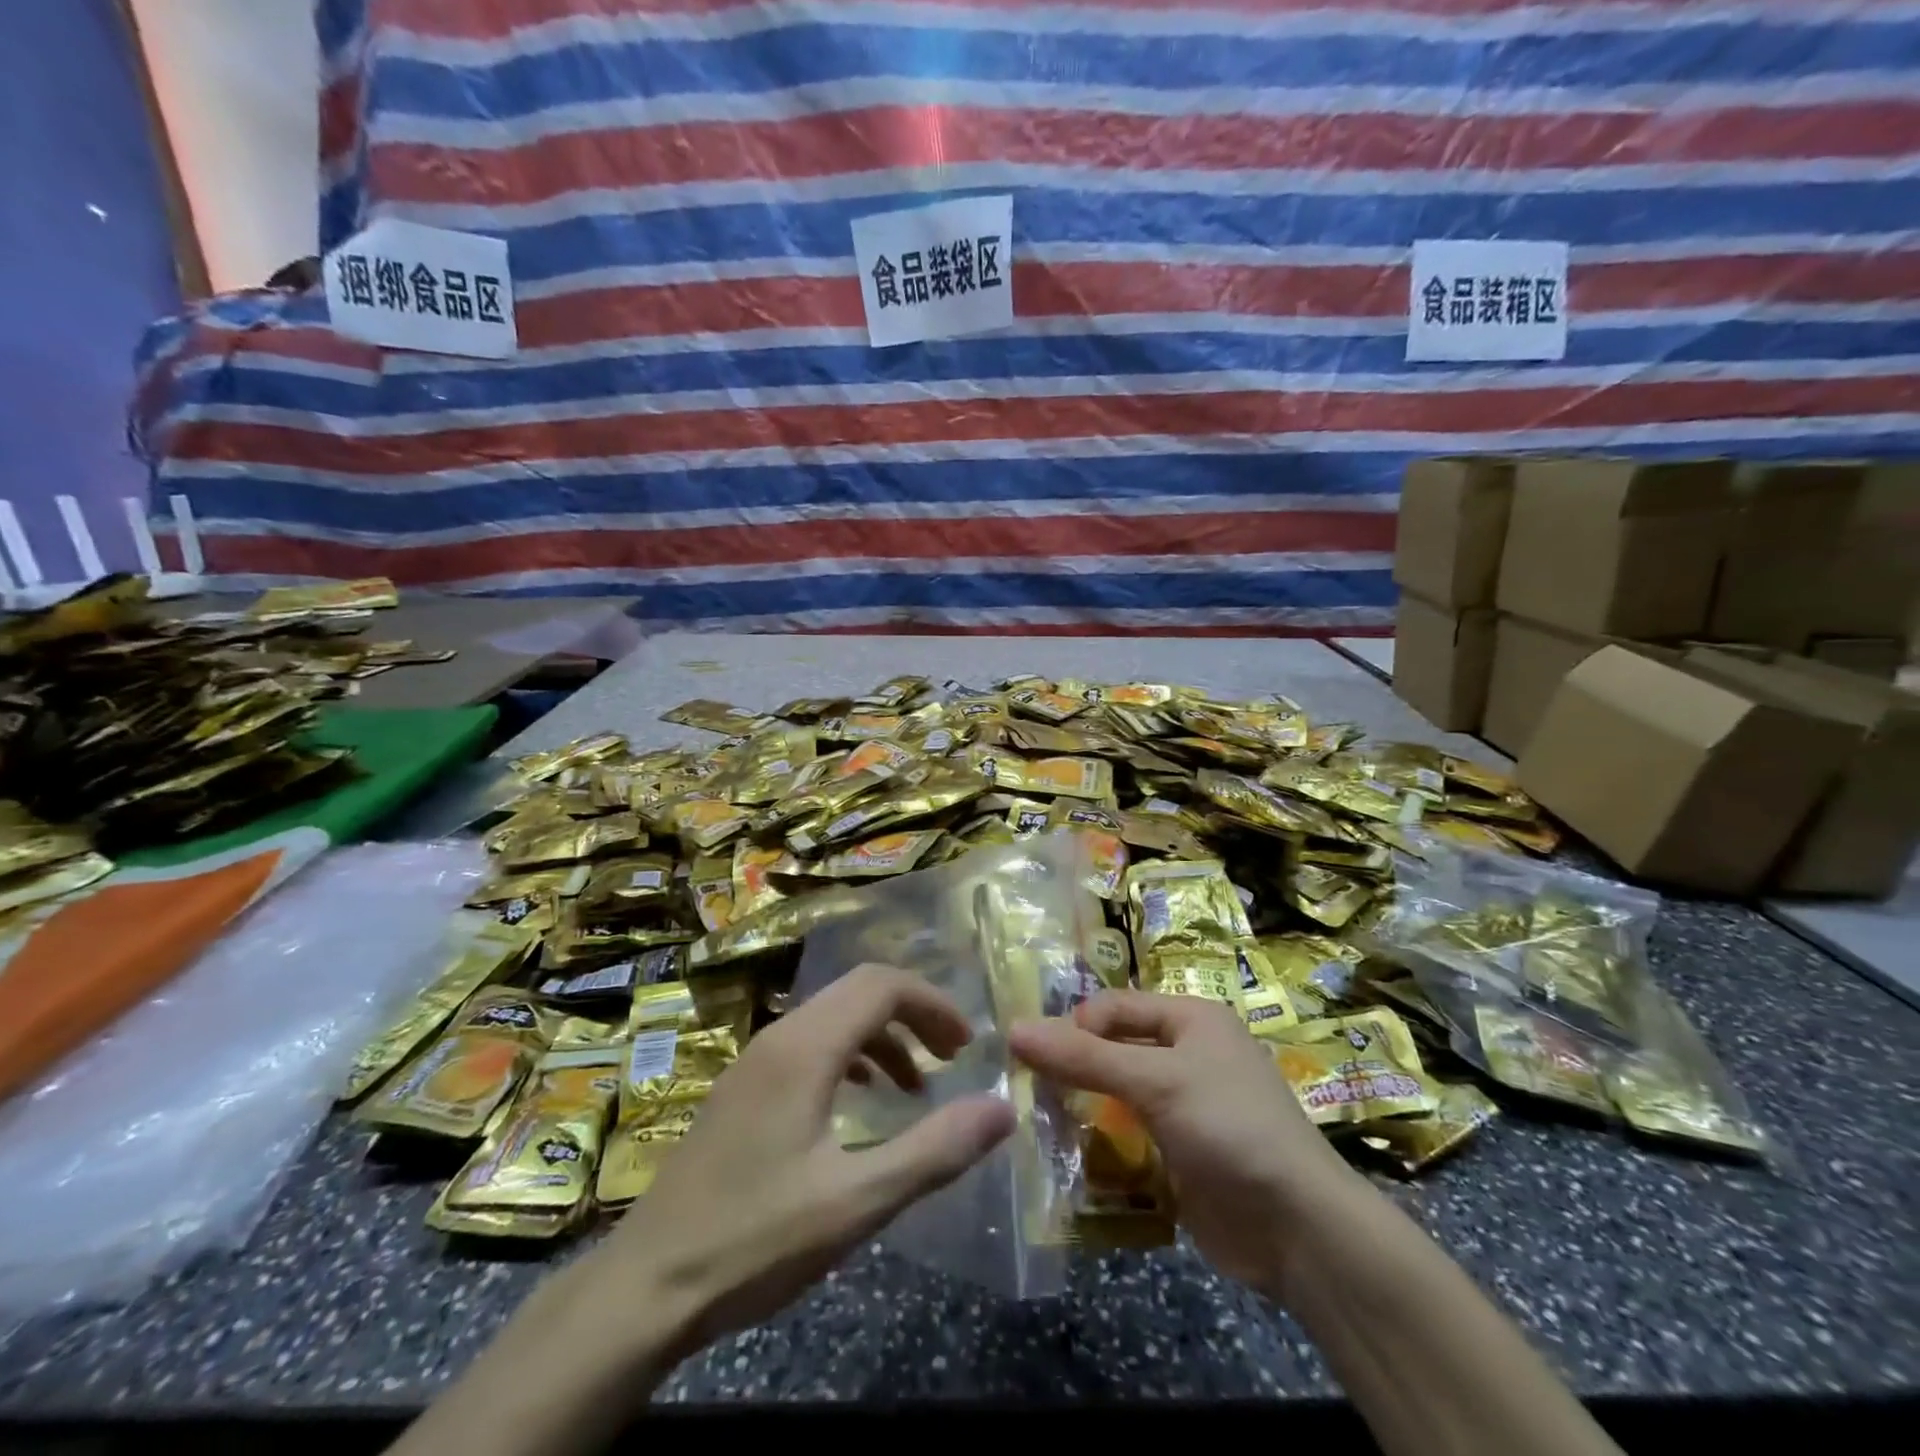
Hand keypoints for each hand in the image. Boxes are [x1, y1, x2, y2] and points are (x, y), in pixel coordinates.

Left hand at [575, 963, 1014, 1364]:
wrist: (643, 1287)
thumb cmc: (753, 1241)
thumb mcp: (856, 1202)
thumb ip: (934, 1151)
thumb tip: (1002, 1109)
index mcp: (805, 1047)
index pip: (882, 985)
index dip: (932, 1004)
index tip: (966, 1047)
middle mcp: (779, 1036)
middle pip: (859, 991)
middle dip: (913, 1014)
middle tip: (952, 1058)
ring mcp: (754, 1060)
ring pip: (833, 1016)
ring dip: (883, 1036)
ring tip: (915, 1087)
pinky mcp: (743, 1088)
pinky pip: (810, 1044)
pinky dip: (851, 1056)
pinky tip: (859, 1101)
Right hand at [1010, 991, 1359, 1293]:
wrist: (1298, 1229)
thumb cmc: (1228, 1127)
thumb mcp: (1155, 1081)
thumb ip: (1084, 1057)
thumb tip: (1014, 1029)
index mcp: (1191, 1018)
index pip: (1115, 1006)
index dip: (1074, 1025)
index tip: (1032, 1056)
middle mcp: (1188, 1053)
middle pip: (1114, 1047)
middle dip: (1074, 1066)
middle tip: (1027, 1090)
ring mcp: (1185, 1105)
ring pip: (1118, 1092)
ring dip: (1083, 1105)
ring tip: (1038, 1122)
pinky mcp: (1180, 1151)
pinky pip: (1129, 1134)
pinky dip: (1100, 1141)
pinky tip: (1068, 1155)